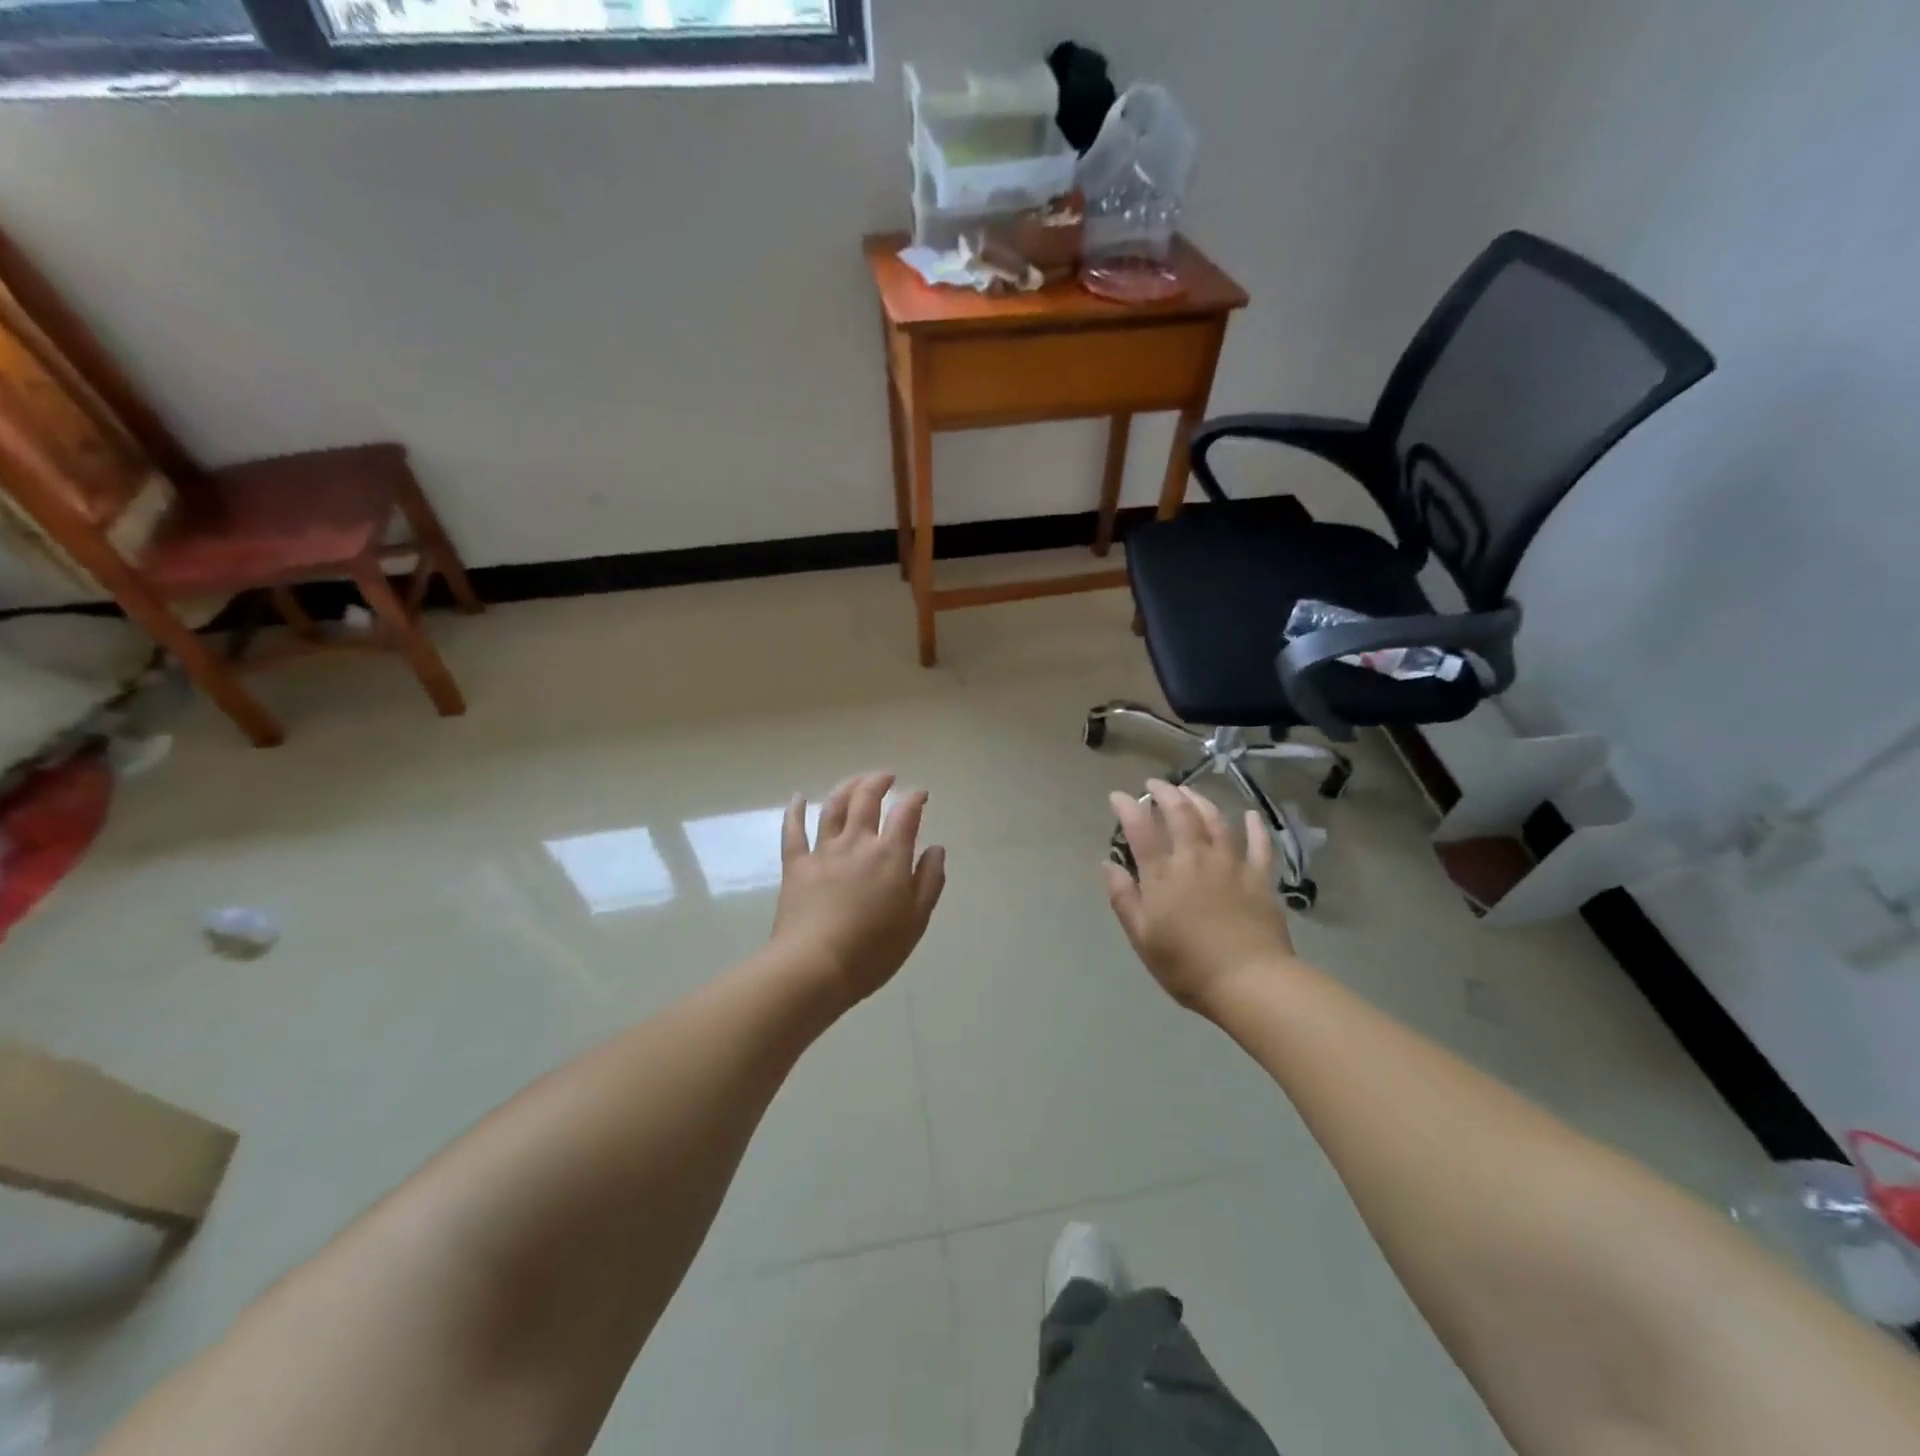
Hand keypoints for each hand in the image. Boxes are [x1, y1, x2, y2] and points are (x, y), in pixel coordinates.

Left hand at [773, 772, 946, 1005]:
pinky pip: (793, 831)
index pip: (906, 813)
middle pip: (866, 799)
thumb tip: (935, 849)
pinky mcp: (796, 866)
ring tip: (855, 781)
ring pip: (833, 807)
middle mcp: (857, 843)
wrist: (814, 967)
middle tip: (887, 777)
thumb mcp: (916, 921)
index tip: (921, 794)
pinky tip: (798, 797)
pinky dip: (795, 811)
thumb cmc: (873, 950)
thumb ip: (929, 881)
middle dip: (879, 782)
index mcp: (890, 855)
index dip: (915, 798)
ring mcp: (823, 852)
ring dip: (846, 788)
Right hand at [1103, 780, 1296, 1014]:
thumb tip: (1108, 864)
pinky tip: (1250, 814)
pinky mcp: (1259, 878)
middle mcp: (1195, 859)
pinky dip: (1254, 826)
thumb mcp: (1142, 938)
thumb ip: (1124, 898)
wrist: (1250, 982)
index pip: (1140, 829)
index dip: (1127, 807)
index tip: (1118, 796)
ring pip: (1215, 821)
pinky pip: (1259, 844)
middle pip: (1180, 814)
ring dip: (1200, 801)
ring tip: (1189, 792)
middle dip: (1164, 793)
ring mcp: (1231, 865)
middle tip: (1154, 784)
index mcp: (1162, 875)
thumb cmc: (1187, 966)